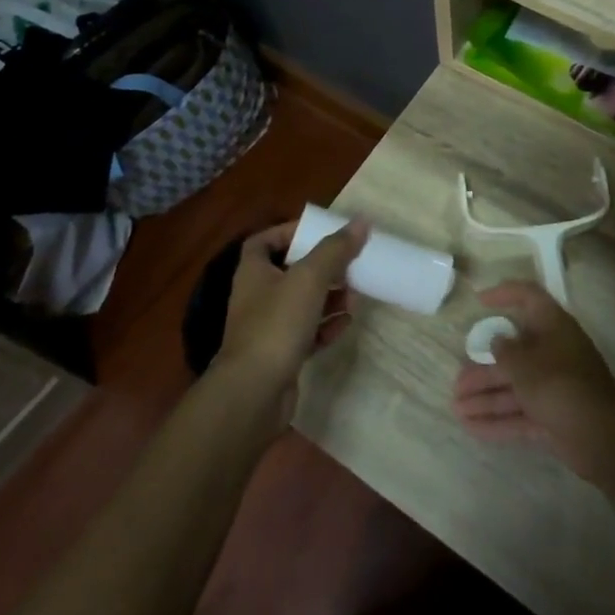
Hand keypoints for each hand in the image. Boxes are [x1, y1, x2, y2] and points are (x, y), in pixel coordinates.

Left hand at [213, 217, 364, 419]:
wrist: (253, 393)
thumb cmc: (276, 324)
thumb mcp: (309, 278)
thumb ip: (335, 249)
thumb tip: (361, 221)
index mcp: (254, 272)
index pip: (264, 241)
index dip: (289, 232)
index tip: (318, 232)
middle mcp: (257, 297)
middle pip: (289, 272)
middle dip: (320, 267)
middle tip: (348, 265)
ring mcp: (267, 329)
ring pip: (301, 304)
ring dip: (328, 298)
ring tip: (355, 295)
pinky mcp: (280, 356)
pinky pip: (306, 333)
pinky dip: (325, 326)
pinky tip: (345, 324)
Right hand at [451, 281, 614, 479]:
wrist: (601, 437)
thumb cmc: (560, 386)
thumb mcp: (525, 365)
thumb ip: (505, 351)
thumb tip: (497, 339)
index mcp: (553, 327)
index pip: (529, 298)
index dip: (505, 294)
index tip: (479, 301)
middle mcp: (554, 353)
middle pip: (514, 354)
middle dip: (483, 369)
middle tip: (457, 383)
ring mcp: (554, 387)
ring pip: (515, 387)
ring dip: (486, 397)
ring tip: (456, 409)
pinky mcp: (553, 417)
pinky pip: (521, 414)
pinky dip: (499, 420)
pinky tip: (472, 428)